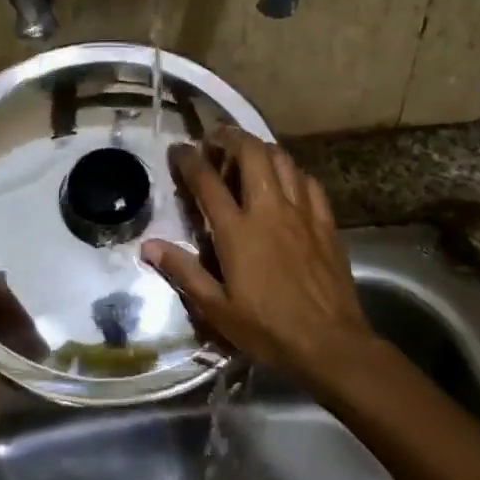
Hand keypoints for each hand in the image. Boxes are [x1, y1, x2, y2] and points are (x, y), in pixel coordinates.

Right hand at [142, 132, 376, 393]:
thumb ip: (183, 271)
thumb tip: (149, 246)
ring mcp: (302, 212)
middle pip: (251, 153)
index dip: (189, 160)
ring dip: (261, 148)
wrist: (330, 343)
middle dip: (230, 137)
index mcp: (238, 231)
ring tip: (247, 153)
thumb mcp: (216, 308)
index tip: (179, 149)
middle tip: (215, 140)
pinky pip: (308, 182)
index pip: (207, 181)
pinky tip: (286, 181)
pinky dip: (292, 172)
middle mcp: (270, 210)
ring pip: (283, 160)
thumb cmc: (268, 329)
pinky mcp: (326, 222)